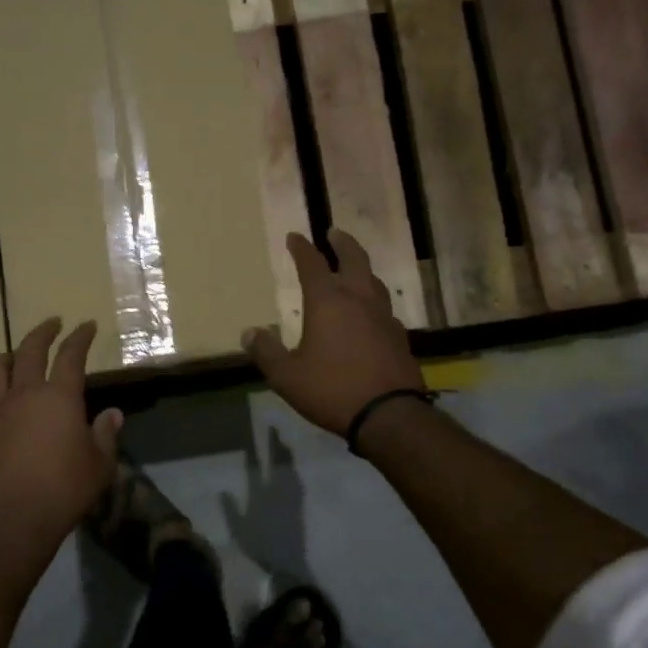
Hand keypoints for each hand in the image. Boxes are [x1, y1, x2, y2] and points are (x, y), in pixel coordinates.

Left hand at [0, 317, 122, 587]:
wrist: (10, 523)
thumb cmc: (63, 493)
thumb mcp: (99, 466)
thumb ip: (105, 435)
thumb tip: (112, 414)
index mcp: (60, 397)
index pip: (71, 355)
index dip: (80, 337)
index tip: (86, 326)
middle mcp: (25, 393)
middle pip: (31, 349)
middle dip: (44, 331)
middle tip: (53, 323)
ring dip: (12, 354)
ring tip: (18, 354)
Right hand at [242, 230, 424, 436]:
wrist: (389, 414)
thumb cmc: (332, 389)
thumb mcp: (287, 376)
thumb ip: (267, 352)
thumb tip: (249, 333)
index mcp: (328, 302)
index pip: (312, 264)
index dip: (301, 248)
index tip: (295, 237)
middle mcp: (358, 299)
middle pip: (354, 259)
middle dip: (342, 243)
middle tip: (334, 232)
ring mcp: (383, 316)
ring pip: (373, 280)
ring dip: (361, 268)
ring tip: (353, 268)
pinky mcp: (398, 336)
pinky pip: (383, 307)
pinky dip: (373, 299)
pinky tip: (369, 311)